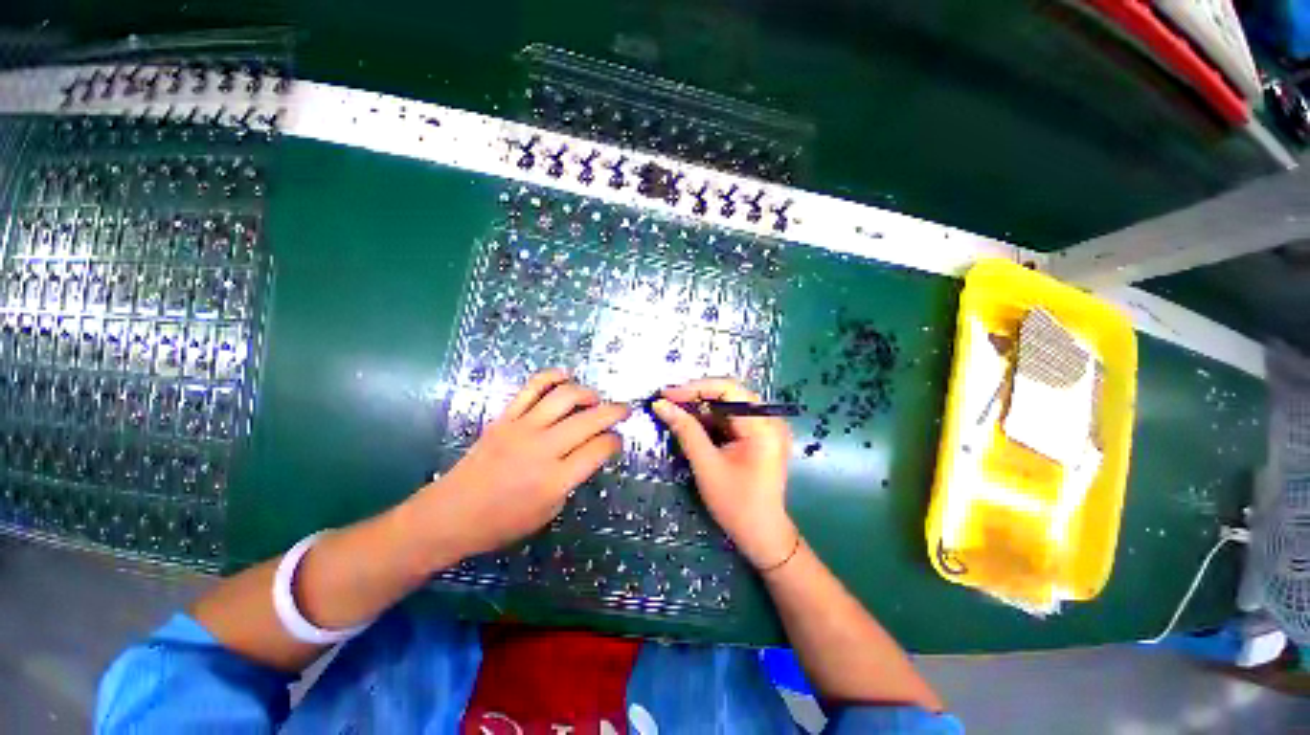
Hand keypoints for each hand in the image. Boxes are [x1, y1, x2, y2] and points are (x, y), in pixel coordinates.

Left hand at [404, 369, 629, 567]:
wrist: (450, 514)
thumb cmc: (502, 523)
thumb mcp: (549, 511)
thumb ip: (572, 479)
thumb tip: (589, 452)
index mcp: (556, 479)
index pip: (599, 448)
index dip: (615, 442)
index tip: (617, 441)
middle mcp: (544, 449)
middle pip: (590, 419)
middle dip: (615, 411)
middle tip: (624, 410)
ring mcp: (523, 428)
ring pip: (565, 397)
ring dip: (588, 393)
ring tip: (596, 398)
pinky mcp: (505, 417)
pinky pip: (532, 387)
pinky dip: (553, 376)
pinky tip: (566, 376)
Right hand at [652, 378, 797, 569]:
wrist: (762, 535)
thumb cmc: (736, 504)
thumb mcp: (707, 465)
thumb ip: (685, 430)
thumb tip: (660, 404)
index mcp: (762, 425)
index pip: (728, 389)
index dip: (695, 387)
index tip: (667, 393)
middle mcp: (769, 420)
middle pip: (729, 394)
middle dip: (696, 396)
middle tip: (667, 401)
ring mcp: (766, 427)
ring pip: (728, 405)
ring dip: (701, 407)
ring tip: (674, 410)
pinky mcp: (759, 436)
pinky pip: (731, 418)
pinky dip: (710, 419)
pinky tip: (691, 423)